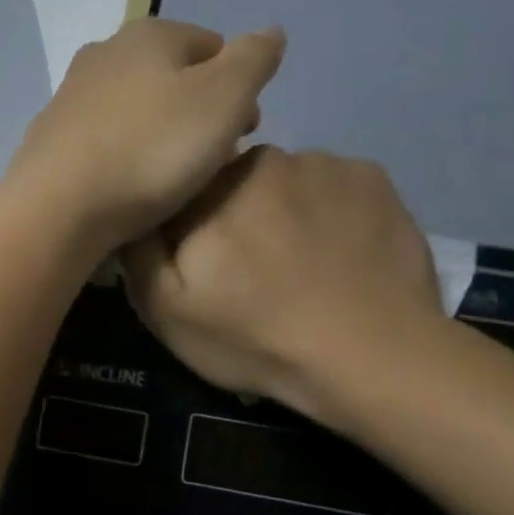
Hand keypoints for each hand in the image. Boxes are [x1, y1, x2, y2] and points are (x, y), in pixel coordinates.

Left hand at [2, 18, 284, 253]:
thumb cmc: (151, 150)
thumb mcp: (225, 98)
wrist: (58, 208)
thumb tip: (270, 32)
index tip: (244, 134)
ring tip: (170, 182)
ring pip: (133, 114)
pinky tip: (125, 190)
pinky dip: (120, 160)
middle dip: (196, 114)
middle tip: (211, 161)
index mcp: (148, 33)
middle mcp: (101, 55)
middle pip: (169, 81)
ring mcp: (67, 100)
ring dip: (157, 138)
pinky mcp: (47, 143)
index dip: (237, 89)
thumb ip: (255, 59)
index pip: (212, 47)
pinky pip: (101, 146)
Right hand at [123, 147, 444, 424]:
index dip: (179, 231)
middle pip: (229, 183)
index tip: (195, 269)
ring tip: (293, 269)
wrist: (372, 357)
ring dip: (278, 214)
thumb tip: (136, 212)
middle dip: (229, 218)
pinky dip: (326, 214)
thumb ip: (137, 250)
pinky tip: (333, 257)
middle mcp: (267, 157)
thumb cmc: (254, 336)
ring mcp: (328, 163)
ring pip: (282, 184)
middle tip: (244, 275)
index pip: (177, 192)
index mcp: (210, 186)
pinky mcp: (377, 180)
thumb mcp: (164, 309)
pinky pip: (331, 188)